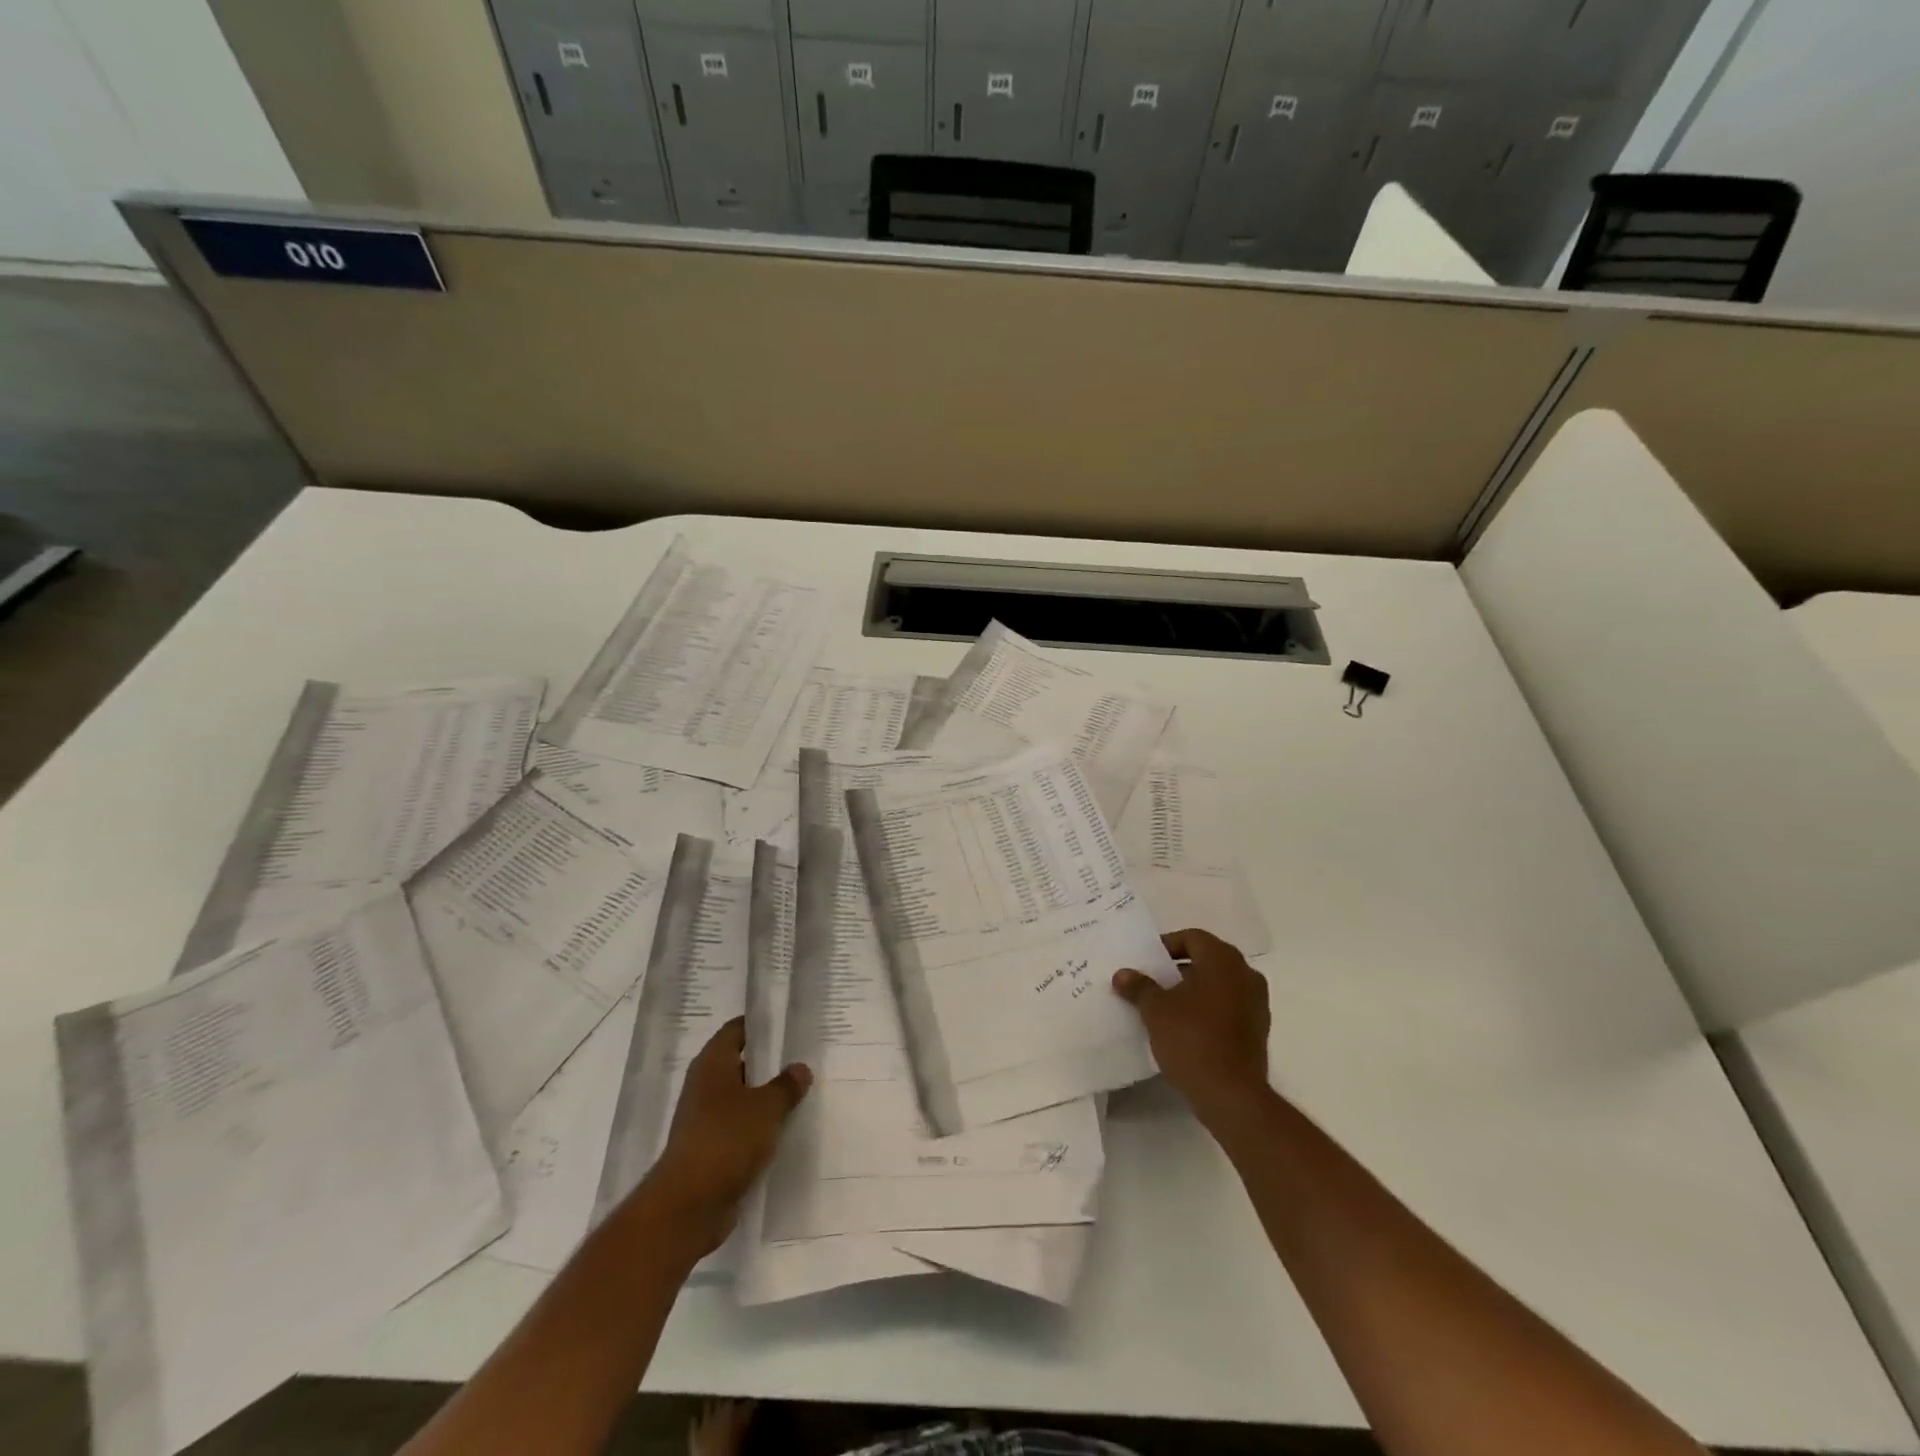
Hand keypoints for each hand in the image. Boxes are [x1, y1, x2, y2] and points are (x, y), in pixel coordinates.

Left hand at [647, 1018, 810, 1251]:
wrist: (688, 1205)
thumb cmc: (726, 1140)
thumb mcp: (766, 1107)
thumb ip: (786, 1085)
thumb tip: (800, 1068)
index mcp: (713, 1063)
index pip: (738, 1029)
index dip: (762, 1024)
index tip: (790, 1024)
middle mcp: (705, 1085)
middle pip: (741, 1063)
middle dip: (770, 1063)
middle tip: (804, 1058)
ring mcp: (705, 1119)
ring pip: (742, 1098)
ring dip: (766, 1098)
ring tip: (801, 1093)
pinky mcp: (710, 1148)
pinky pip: (740, 1127)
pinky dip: (759, 1127)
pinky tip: (785, 1130)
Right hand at [1113, 928, 1269, 1125]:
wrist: (1232, 1095)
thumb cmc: (1192, 1039)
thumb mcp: (1156, 1010)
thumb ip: (1139, 987)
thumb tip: (1123, 974)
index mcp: (1223, 960)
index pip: (1192, 938)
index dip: (1167, 945)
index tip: (1146, 961)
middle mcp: (1246, 975)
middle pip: (1207, 959)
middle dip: (1179, 968)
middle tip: (1152, 980)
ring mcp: (1256, 1004)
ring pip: (1219, 984)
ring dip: (1194, 989)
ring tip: (1165, 1004)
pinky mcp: (1257, 1030)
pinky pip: (1228, 1007)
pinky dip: (1208, 1009)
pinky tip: (1185, 1026)